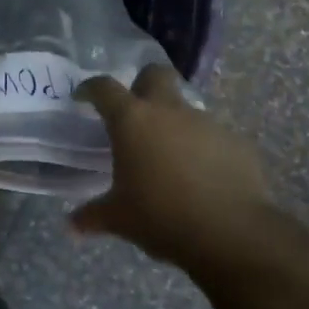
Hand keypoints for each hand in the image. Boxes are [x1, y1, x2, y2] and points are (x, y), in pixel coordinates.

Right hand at [75, 65, 290, 270]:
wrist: (230, 233)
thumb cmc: (161, 217)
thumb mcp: (119, 219)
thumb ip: (92, 216)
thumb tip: (72, 225)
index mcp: (132, 120)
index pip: (104, 88)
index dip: (91, 88)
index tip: (83, 97)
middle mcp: (168, 111)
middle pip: (155, 74)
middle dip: (143, 83)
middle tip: (136, 111)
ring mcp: (206, 123)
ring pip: (186, 109)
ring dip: (175, 124)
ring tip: (170, 158)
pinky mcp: (235, 142)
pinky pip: (213, 138)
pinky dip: (203, 150)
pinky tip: (202, 178)